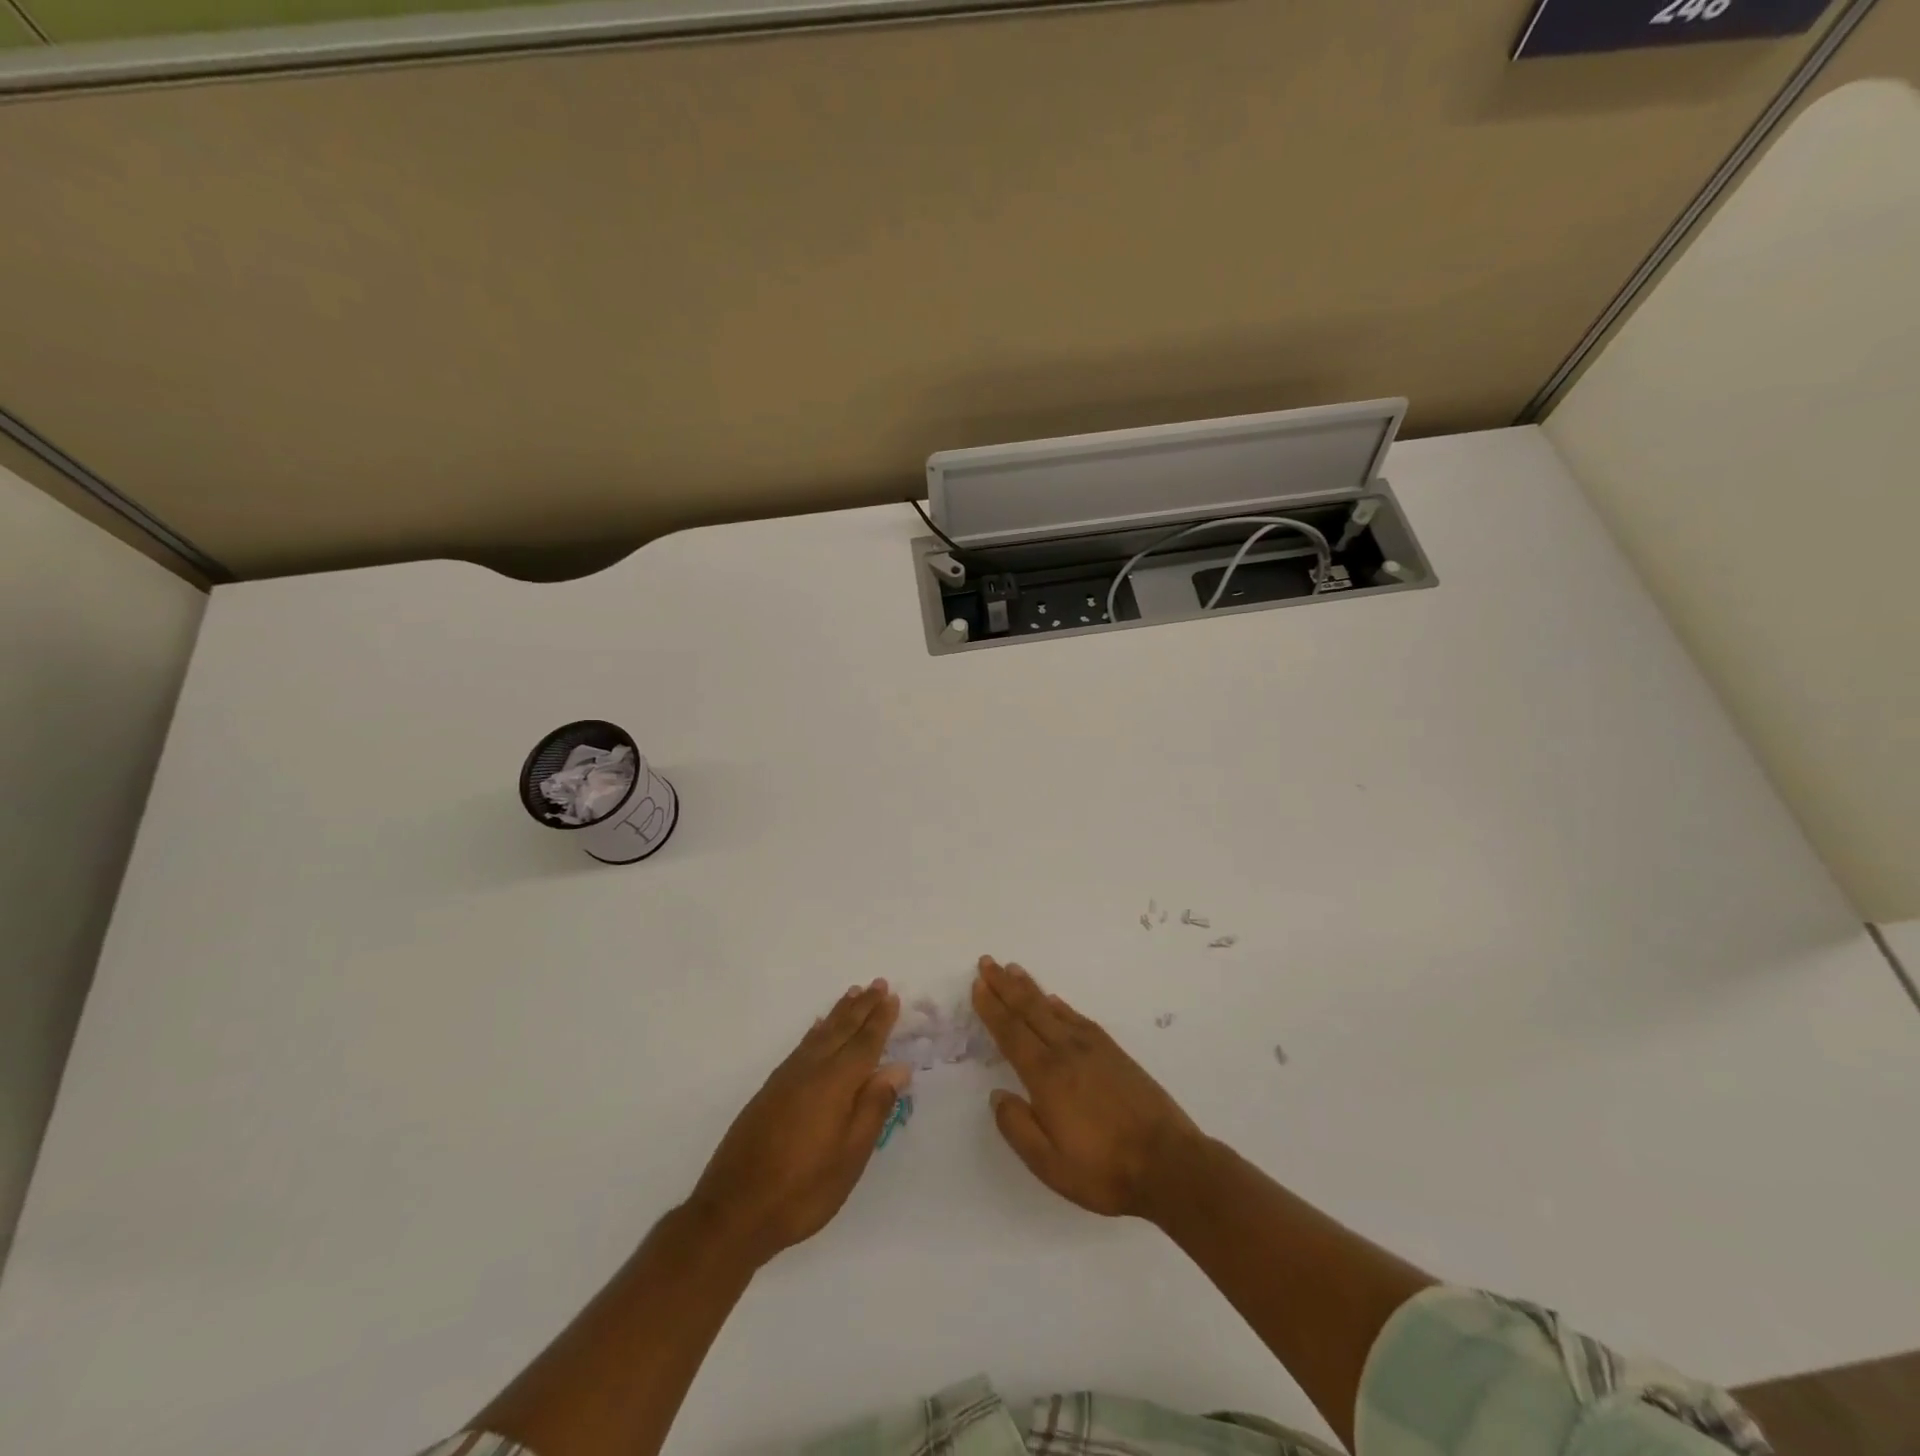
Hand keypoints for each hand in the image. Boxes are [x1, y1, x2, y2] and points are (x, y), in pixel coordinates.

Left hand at [687, 980, 909, 1267]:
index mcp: (835, 1084)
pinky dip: (814, 1032)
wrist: (733, 1212)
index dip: (880, 1021)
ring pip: (819, 1035)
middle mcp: (810, 1071)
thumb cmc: (802, 1190)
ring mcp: (786, 1079)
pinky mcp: (769, 1091)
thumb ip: (874, 1108)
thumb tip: (897, 1067)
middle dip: (862, 1008)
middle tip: (877, 984)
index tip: (892, 996)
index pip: (864, 1044)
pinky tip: (817, 1029)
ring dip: (839, 1013)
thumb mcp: (850, 1157)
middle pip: (841, 1031)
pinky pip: (801, 1047)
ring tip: (853, 994)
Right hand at [971, 956, 1200, 1218]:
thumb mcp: (1049, 1164)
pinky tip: (1054, 1001)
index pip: (1011, 1033)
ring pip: (1053, 1008)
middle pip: (1030, 1010)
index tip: (977, 984)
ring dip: (1030, 988)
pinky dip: (1061, 1005)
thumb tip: (997, 1095)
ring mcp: (1094, 1049)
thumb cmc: (1104, 1170)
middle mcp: (1067, 1052)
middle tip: (987, 961)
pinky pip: (1079, 1018)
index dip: (992, 1008)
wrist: (1169, 1164)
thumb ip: (1017, 1127)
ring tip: (1013, 970)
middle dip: (1005, 985)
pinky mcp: (1115, 1053)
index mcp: (1047, 1076)